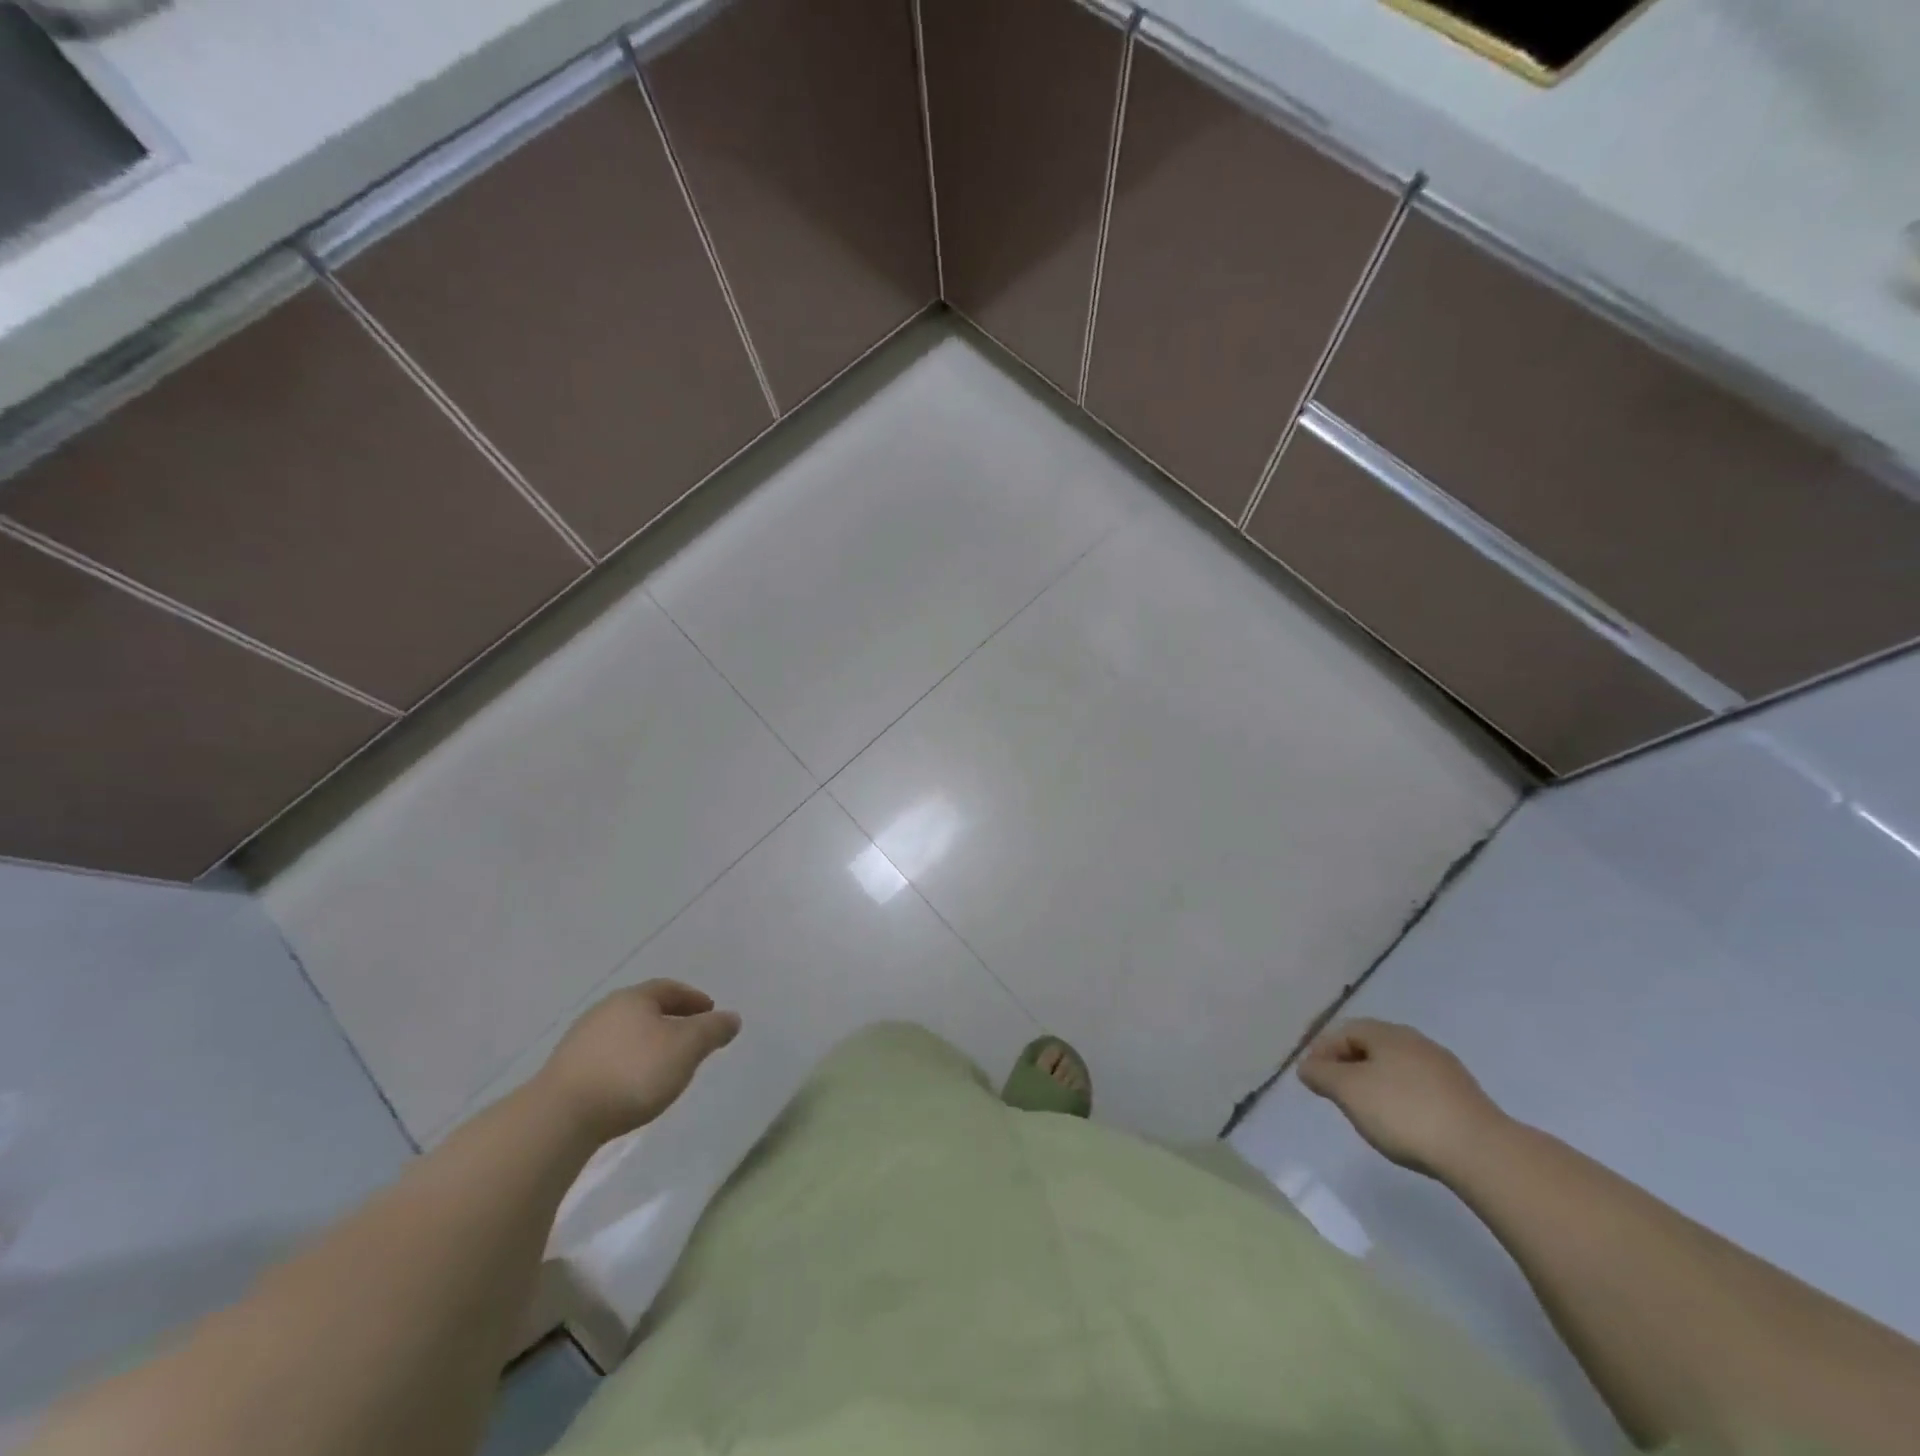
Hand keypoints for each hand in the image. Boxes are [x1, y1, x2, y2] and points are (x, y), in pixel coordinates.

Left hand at [535, 981, 740, 1142]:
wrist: (560, 1117)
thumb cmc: (632, 1072)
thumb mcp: (686, 1048)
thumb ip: (712, 1030)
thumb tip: (731, 1018)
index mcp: (634, 998)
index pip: (669, 988)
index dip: (693, 999)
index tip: (710, 1011)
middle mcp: (605, 1010)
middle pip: (645, 1009)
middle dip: (670, 1019)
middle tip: (690, 1037)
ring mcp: (581, 1040)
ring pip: (625, 1033)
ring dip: (647, 1042)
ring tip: (664, 1064)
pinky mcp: (566, 1071)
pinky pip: (608, 1056)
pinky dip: (627, 1062)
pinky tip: (632, 1084)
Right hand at [1298, 1019, 1506, 1177]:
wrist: (1480, 1151)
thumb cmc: (1403, 1112)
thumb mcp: (1348, 1092)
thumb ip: (1321, 1075)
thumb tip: (1307, 1066)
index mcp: (1386, 1033)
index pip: (1343, 1031)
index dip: (1322, 1051)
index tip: (1312, 1078)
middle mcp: (1415, 1041)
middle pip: (1371, 1046)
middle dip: (1348, 1065)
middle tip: (1336, 1093)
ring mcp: (1443, 1068)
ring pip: (1396, 1067)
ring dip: (1375, 1082)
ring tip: (1367, 1110)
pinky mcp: (1463, 1096)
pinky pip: (1419, 1087)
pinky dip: (1401, 1098)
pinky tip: (1403, 1122)